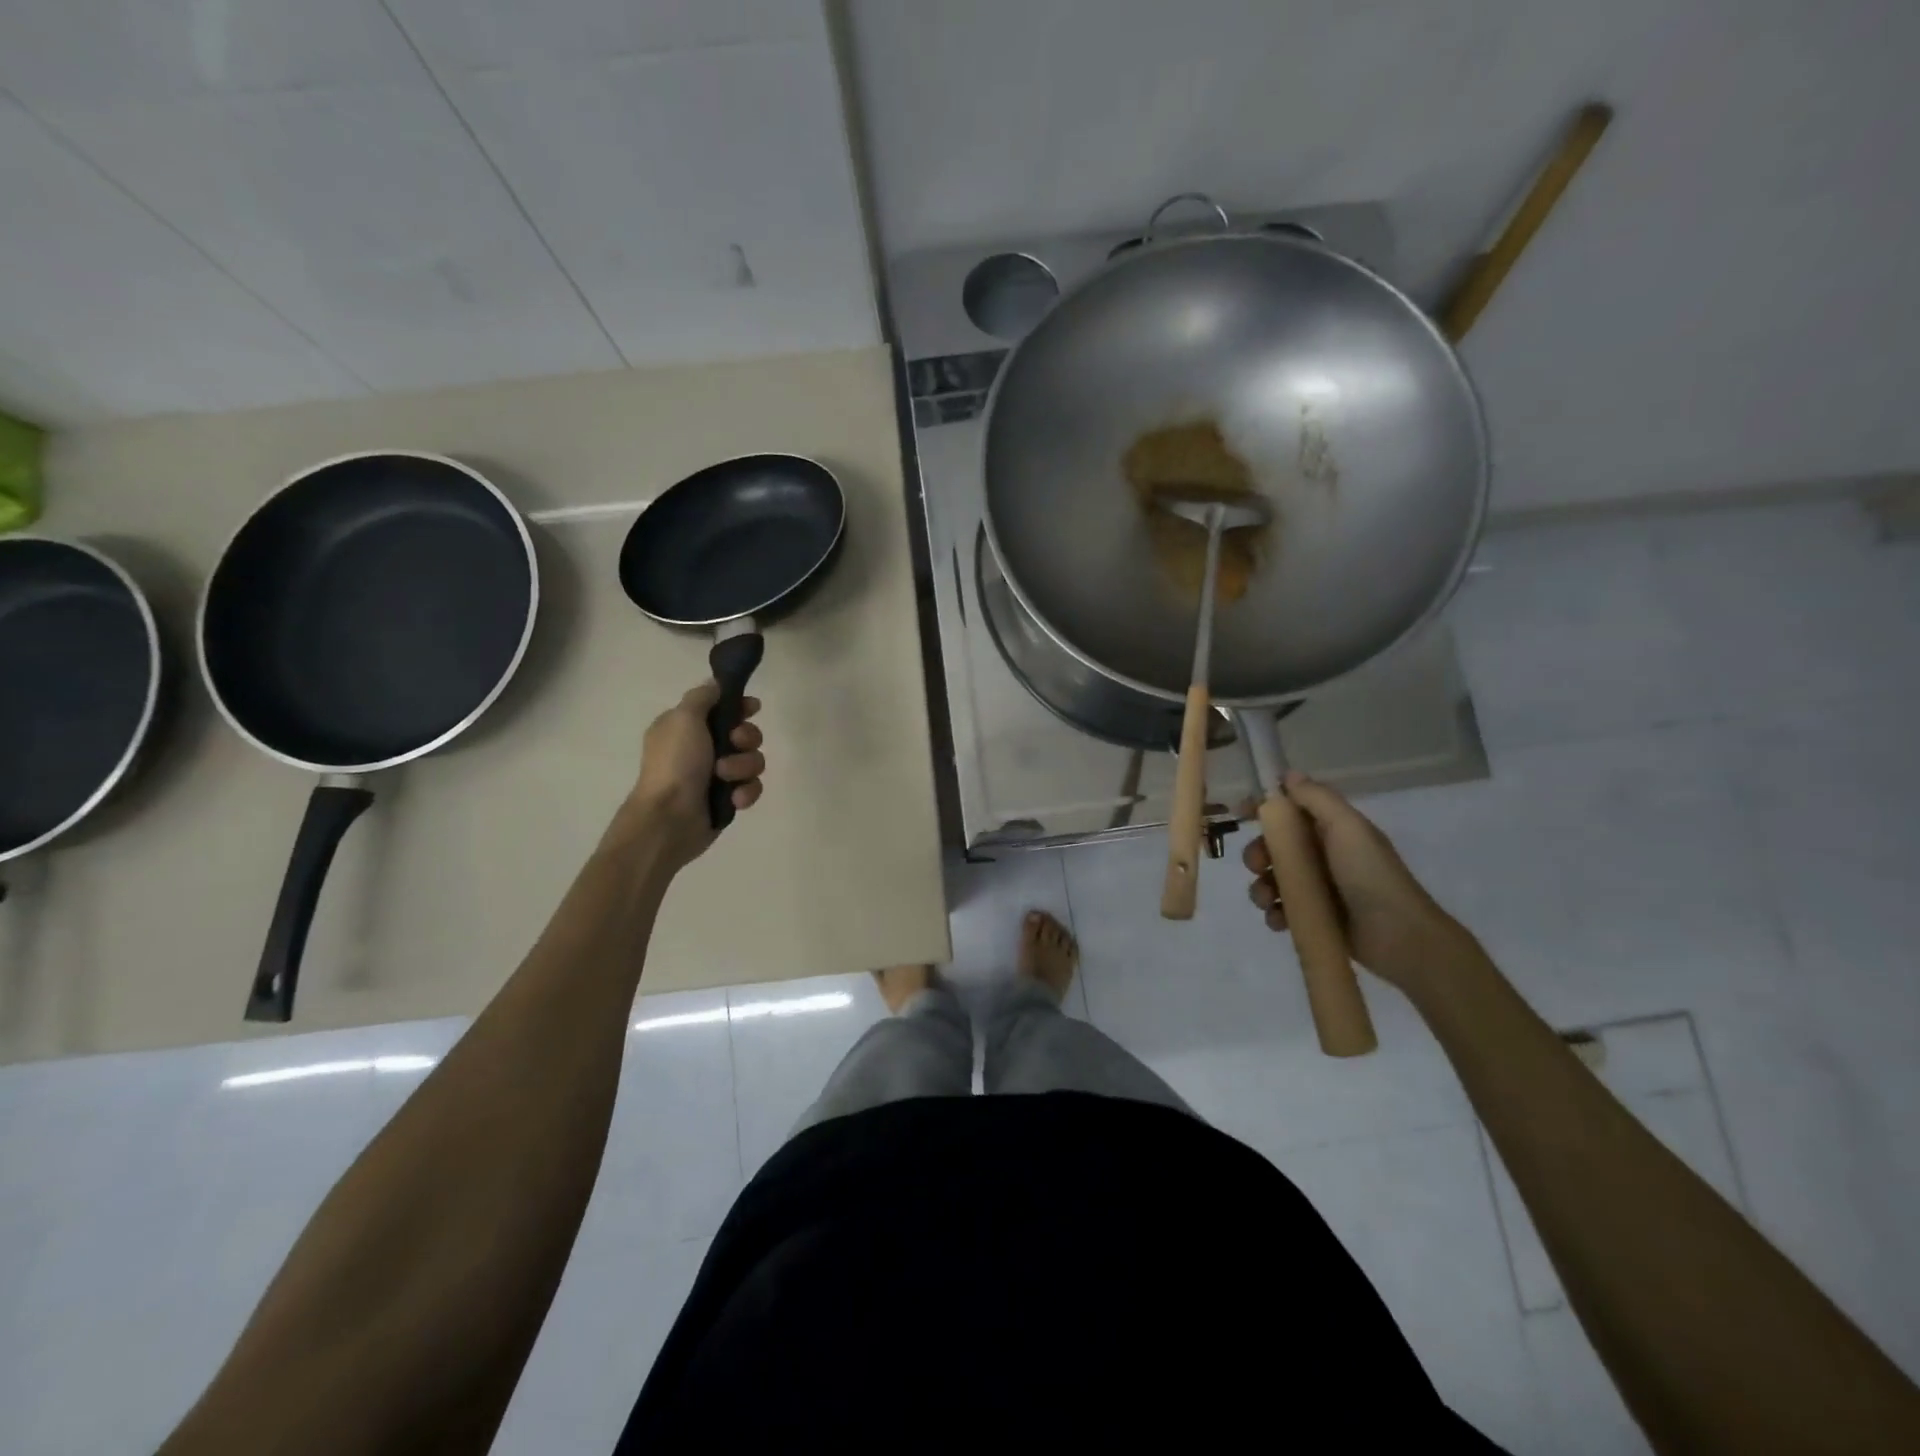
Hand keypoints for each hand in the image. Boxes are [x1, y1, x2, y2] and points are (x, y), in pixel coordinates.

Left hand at [624, 681, 765, 868]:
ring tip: (726, 778)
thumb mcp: (684, 718)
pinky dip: (745, 792)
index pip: (722, 707)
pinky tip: (734, 799)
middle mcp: (702, 748)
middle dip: (747, 738)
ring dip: (744, 767)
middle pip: (745, 733)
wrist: (670, 818)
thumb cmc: (675, 764)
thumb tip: (716, 684)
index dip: (741, 707)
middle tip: (734, 743)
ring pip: (752, 761)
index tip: (753, 708)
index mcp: (686, 727)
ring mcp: (717, 775)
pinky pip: (752, 787)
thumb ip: (703, 697)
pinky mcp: (728, 799)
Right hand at [1242, 772, 1478, 992]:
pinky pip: (1281, 910)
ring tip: (1268, 900)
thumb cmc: (1370, 875)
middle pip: (1273, 847)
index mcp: (1331, 830)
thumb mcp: (1347, 827)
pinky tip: (1280, 920)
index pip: (1290, 811)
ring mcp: (1318, 889)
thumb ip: (1316, 798)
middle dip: (1257, 854)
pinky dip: (1274, 914)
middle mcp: (1322, 856)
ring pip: (1272, 880)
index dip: (1264, 809)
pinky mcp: (1315, 919)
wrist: (1400, 937)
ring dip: (1261, 888)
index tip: (1239, 813)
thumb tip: (1288, 775)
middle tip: (1258, 865)